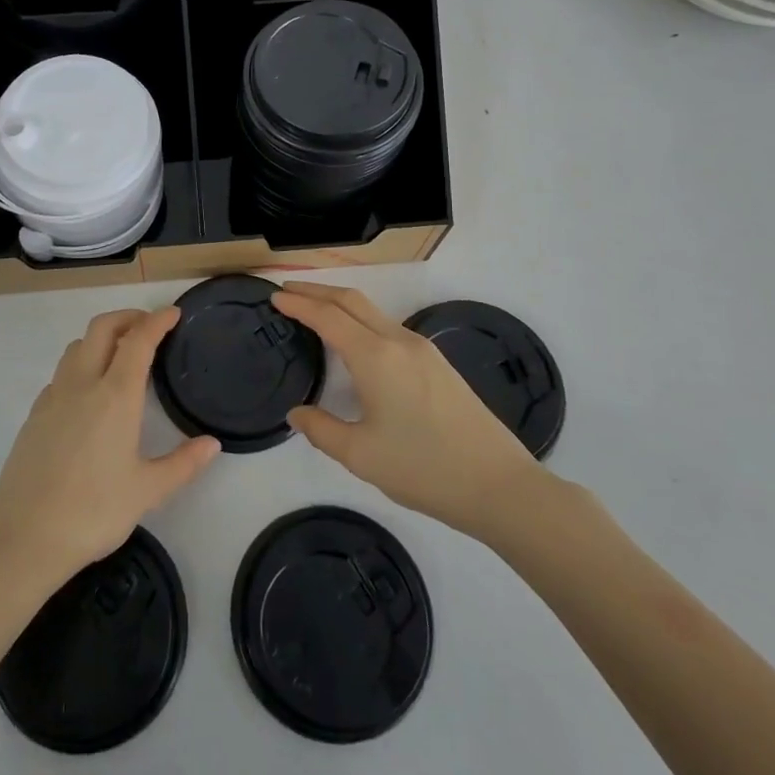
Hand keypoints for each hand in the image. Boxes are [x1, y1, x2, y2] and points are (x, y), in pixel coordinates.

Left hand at [0, 307, 219, 598]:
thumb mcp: (147, 492)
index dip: (157, 321)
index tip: (173, 314)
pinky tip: (89, 394)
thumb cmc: (93, 512)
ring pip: (77, 347)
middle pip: (102, 328)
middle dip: (128, 318)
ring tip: (121, 355)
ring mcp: (53, 397)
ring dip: (101, 338)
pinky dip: (81, 365)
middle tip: (149, 327)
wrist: (22, 539)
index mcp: (115, 396)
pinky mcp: (34, 415)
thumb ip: (183, 464)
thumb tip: (213, 444)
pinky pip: (61, 373)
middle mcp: (82, 384)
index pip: (138, 341)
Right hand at [273, 281, 545, 542]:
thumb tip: (297, 413)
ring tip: (315, 311)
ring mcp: (423, 349)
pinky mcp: (438, 363)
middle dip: (316, 291)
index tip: (274, 296)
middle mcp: (398, 341)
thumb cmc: (424, 468)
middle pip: (351, 300)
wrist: (499, 484)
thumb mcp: (361, 456)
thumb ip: (321, 430)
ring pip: (372, 312)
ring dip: (340, 304)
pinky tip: (355, 342)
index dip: (298, 303)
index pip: (327, 316)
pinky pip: (389, 327)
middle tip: (287, 290)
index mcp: (375, 357)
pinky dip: (361, 321)